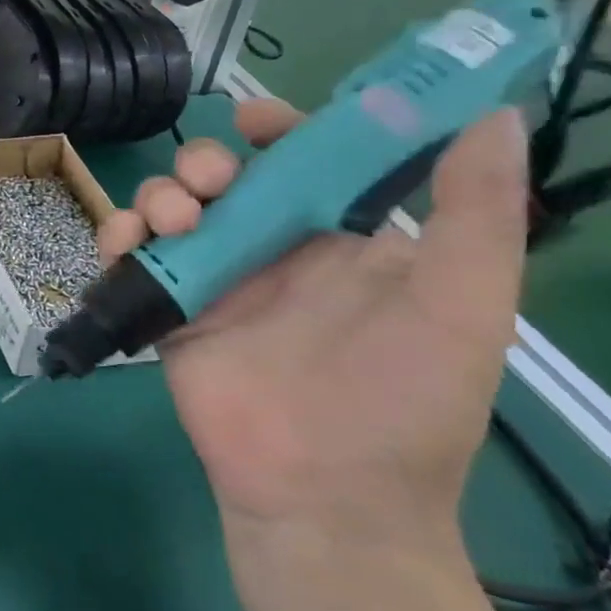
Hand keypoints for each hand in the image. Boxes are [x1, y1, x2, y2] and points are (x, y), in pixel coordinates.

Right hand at [100, 100, 528, 552]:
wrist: (324, 496)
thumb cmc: (402, 402)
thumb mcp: (462, 306)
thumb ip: (476, 214)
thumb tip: (492, 114)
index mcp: (338, 242)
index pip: (302, 163)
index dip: (278, 131)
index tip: (252, 119)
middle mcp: (272, 254)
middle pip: (222, 179)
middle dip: (204, 163)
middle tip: (209, 183)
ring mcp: (214, 283)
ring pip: (170, 211)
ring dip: (159, 195)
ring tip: (171, 221)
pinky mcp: (168, 314)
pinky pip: (131, 261)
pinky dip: (118, 239)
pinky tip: (125, 242)